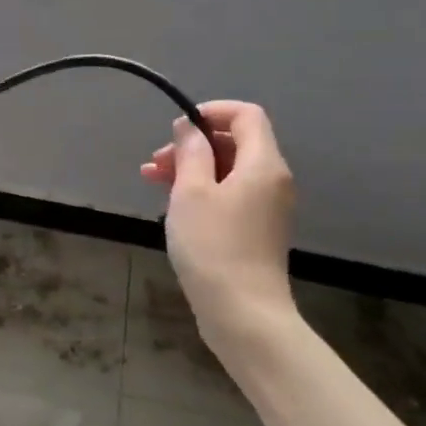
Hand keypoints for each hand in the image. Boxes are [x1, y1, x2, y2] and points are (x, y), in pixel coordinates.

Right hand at [140, 102, 296, 331]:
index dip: (211, 112)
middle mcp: (273, 181)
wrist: (242, 313)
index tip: (177, 128)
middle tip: (155, 162)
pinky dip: (202, 191)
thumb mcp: (191, 193)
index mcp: (263, 165)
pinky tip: (173, 205)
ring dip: (192, 169)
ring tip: (152, 181)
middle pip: (236, 143)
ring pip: (229, 171)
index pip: (246, 115)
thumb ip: (191, 153)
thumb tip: (189, 127)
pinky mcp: (256, 231)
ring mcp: (267, 208)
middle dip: (193, 145)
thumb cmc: (213, 246)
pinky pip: (230, 195)